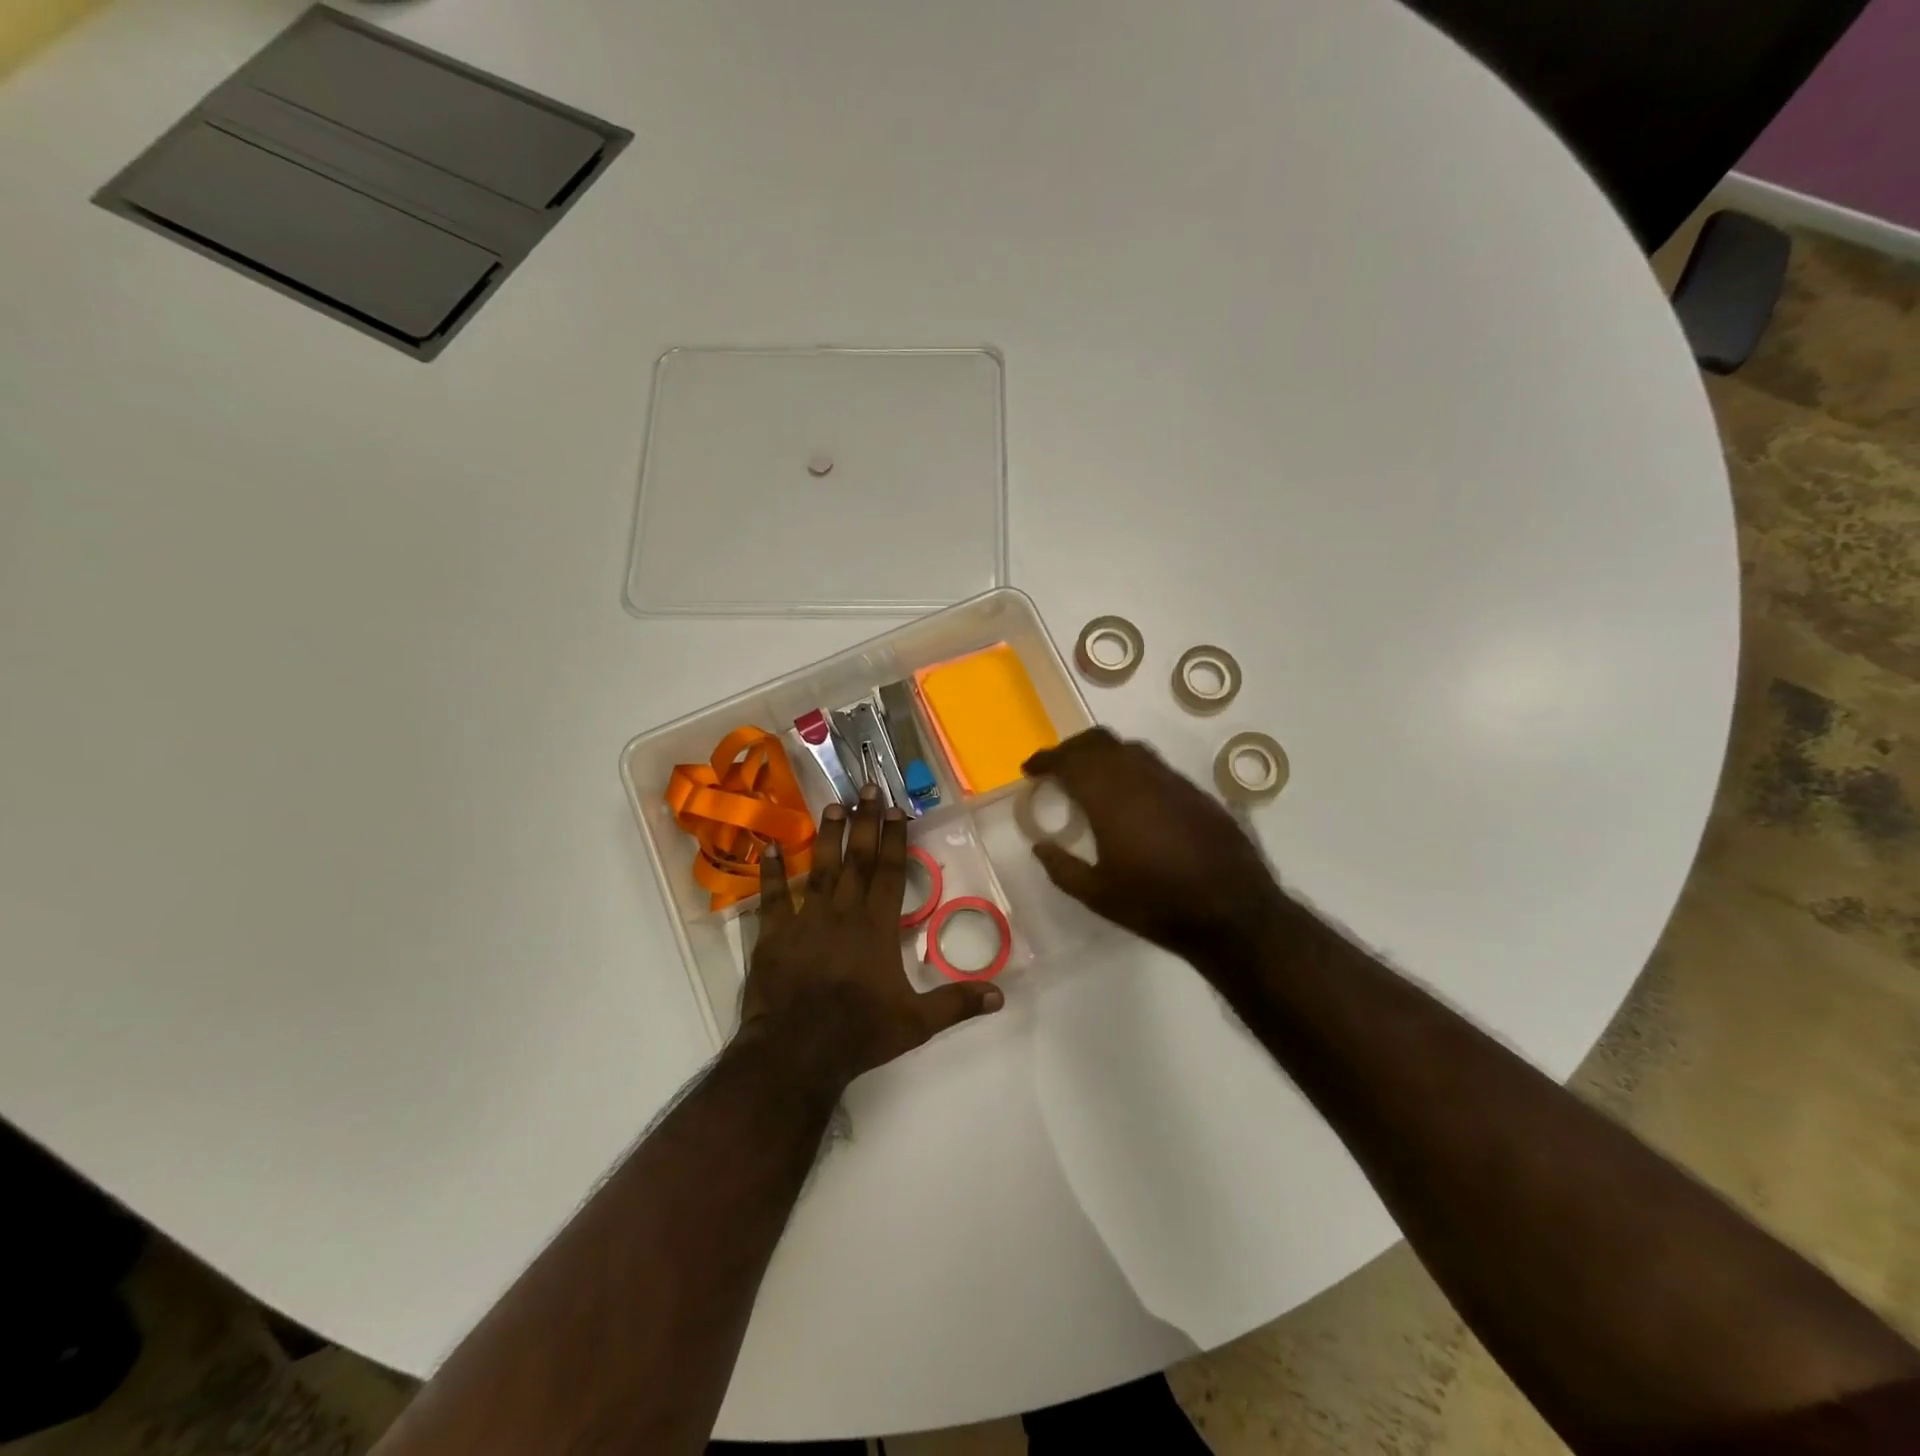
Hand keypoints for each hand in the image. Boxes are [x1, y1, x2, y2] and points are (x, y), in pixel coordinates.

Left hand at [740, 786, 1003, 1089]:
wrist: (796, 1053)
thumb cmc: (859, 1034)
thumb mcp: (917, 1023)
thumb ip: (957, 1003)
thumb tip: (1001, 995)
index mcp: (877, 927)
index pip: (891, 872)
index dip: (895, 838)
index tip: (897, 808)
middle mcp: (843, 913)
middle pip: (858, 859)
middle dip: (864, 822)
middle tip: (866, 788)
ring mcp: (806, 920)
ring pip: (819, 868)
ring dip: (827, 836)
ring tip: (831, 804)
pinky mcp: (774, 935)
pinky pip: (772, 897)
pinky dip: (770, 872)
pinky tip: (768, 847)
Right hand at [1023, 728, 1290, 969]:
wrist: (1233, 911)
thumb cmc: (1157, 905)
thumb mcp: (1098, 896)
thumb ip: (1062, 868)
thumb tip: (1039, 846)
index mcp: (1109, 798)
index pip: (1069, 761)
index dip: (1046, 759)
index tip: (1030, 769)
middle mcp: (1139, 777)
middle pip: (1098, 741)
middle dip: (1071, 748)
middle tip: (1056, 768)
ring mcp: (1171, 780)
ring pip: (1128, 748)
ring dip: (1102, 754)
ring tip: (1090, 777)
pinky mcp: (1194, 791)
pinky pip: (1153, 765)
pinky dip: (1130, 768)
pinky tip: (1130, 796)